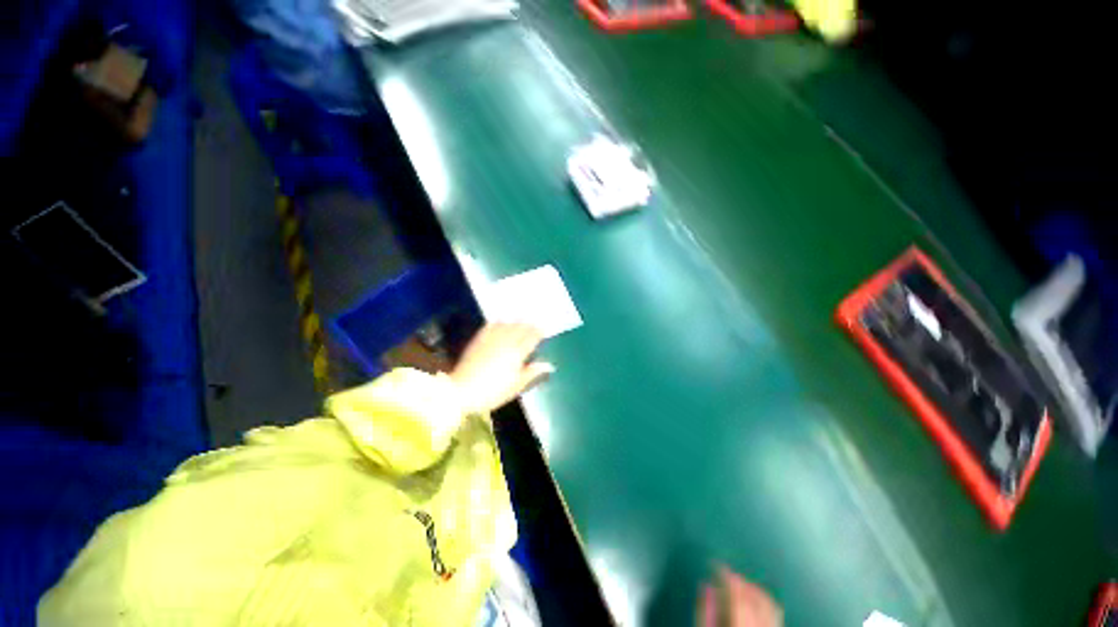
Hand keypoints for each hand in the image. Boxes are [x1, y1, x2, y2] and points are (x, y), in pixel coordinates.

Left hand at [449, 324, 553, 415]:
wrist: (462, 391)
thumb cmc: (493, 392)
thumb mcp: (515, 386)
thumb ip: (532, 372)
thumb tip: (549, 364)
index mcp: (517, 354)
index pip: (531, 338)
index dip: (538, 332)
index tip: (543, 330)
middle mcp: (506, 342)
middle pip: (520, 328)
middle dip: (528, 325)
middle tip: (533, 323)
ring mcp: (491, 339)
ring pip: (507, 324)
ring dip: (515, 321)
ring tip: (520, 320)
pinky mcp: (478, 340)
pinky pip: (490, 326)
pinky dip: (497, 322)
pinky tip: (500, 321)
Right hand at [698, 568, 781, 626]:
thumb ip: (704, 611)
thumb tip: (705, 586)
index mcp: (740, 622)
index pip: (735, 589)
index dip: (724, 572)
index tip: (715, 563)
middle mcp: (760, 625)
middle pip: (753, 594)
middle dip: (738, 580)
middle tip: (725, 574)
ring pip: (768, 602)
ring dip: (753, 589)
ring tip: (739, 585)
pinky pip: (776, 614)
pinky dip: (764, 602)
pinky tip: (754, 605)